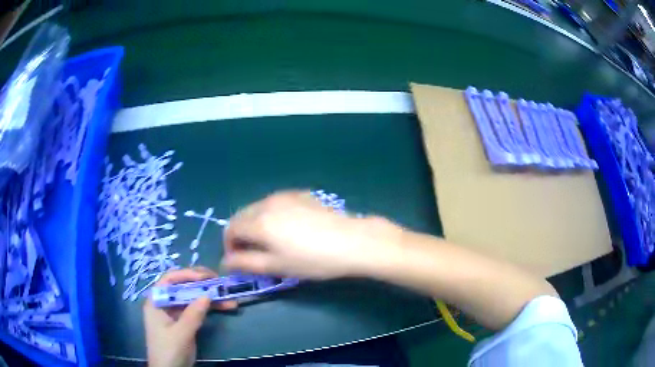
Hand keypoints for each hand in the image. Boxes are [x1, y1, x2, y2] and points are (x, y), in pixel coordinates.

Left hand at [143, 267, 236, 366]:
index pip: (169, 280)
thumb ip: (193, 315)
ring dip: (210, 297)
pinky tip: (225, 307)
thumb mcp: (180, 334)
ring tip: (229, 297)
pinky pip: (197, 311)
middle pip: (182, 287)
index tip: (206, 276)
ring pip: (193, 299)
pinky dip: (210, 309)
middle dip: (202, 284)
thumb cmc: (168, 351)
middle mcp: (165, 303)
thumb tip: (207, 295)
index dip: (186, 274)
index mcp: (156, 301)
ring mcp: (175, 313)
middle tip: (220, 283)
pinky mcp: (184, 323)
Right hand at [221, 191, 402, 279]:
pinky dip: (271, 215)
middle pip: (242, 216)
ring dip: (255, 224)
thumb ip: (245, 263)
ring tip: (271, 242)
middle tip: (252, 253)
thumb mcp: (276, 266)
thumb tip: (225, 262)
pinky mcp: (301, 194)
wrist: (351, 241)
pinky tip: (288, 228)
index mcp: (258, 221)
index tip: (239, 261)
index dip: (230, 246)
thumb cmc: (312, 260)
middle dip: (240, 234)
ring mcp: (285, 195)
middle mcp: (267, 202)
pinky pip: (275, 203)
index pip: (230, 229)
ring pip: (258, 208)